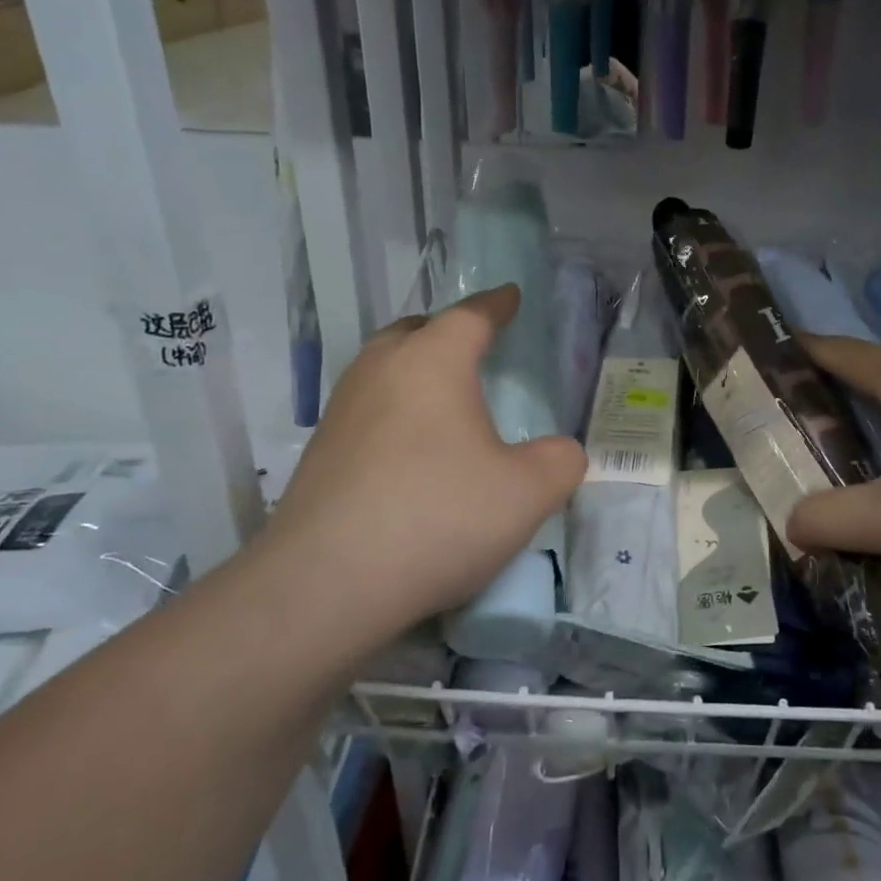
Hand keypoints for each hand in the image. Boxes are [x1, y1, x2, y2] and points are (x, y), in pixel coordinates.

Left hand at [254, 286, 586, 636]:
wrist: (326, 585)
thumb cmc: (438, 517)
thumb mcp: (527, 493)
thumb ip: (560, 462)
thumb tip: (560, 452)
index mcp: (432, 362)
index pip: (470, 316)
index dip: (496, 304)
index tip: (511, 296)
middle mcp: (380, 372)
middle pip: (413, 331)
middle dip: (446, 330)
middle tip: (473, 344)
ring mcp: (341, 412)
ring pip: (382, 368)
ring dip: (414, 369)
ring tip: (442, 395)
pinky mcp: (319, 454)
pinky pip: (366, 409)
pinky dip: (394, 410)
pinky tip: (410, 449)